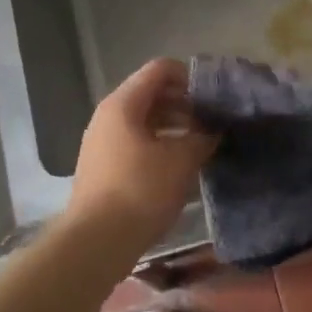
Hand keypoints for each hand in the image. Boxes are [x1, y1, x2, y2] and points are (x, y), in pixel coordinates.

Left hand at [64, 58, 215, 255]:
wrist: (96, 241)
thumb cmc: (141, 191)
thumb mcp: (181, 161)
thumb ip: (202, 137)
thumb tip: (213, 130)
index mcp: (124, 104)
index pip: (160, 70)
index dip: (190, 76)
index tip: (215, 96)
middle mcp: (108, 116)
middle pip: (151, 94)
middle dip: (185, 104)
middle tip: (213, 122)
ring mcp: (102, 142)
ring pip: (144, 121)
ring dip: (174, 127)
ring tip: (201, 144)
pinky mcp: (103, 166)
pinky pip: (135, 142)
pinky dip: (159, 144)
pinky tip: (180, 165)